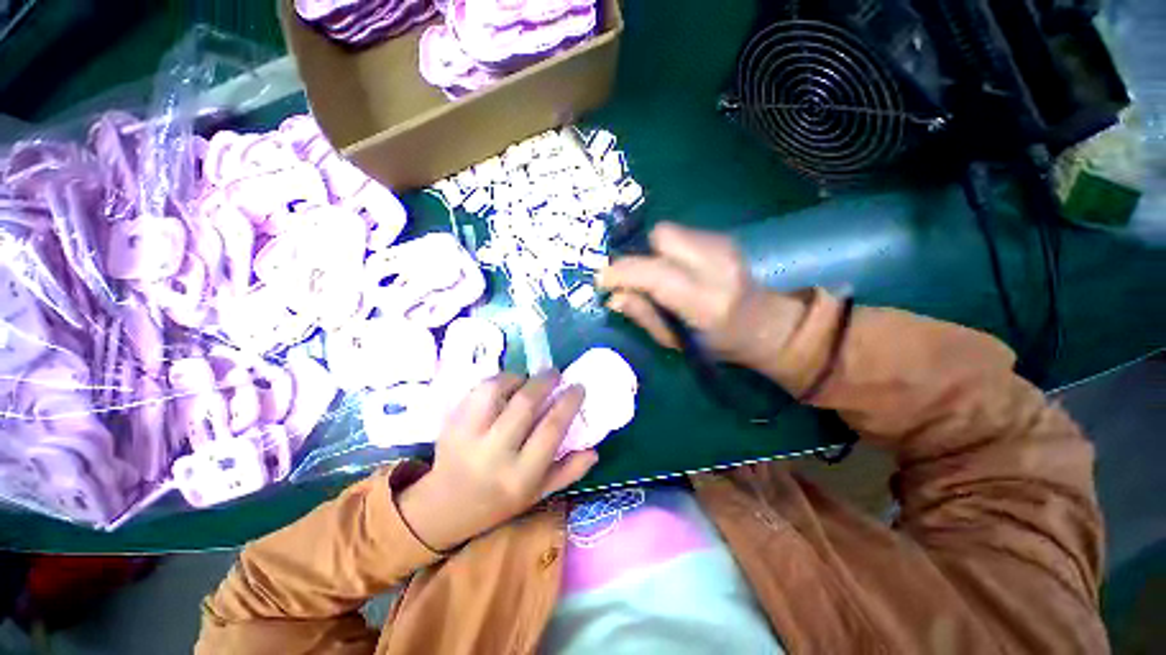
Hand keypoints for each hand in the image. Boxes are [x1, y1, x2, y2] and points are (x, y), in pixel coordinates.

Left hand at [397, 372, 595, 551]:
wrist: (446, 507)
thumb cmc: (499, 502)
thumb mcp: (539, 494)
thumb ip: (569, 472)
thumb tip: (594, 450)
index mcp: (521, 475)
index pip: (551, 428)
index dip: (568, 402)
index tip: (577, 387)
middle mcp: (494, 454)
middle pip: (524, 403)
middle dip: (545, 381)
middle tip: (555, 373)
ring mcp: (468, 437)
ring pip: (496, 390)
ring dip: (517, 378)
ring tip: (526, 380)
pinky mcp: (451, 424)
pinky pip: (477, 391)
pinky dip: (496, 382)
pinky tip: (505, 387)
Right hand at [597, 222, 806, 372]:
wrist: (769, 324)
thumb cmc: (720, 344)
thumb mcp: (676, 342)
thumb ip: (644, 316)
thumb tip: (613, 296)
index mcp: (705, 300)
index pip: (654, 273)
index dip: (620, 272)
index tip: (602, 280)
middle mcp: (717, 264)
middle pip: (660, 236)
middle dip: (640, 254)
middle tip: (635, 278)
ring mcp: (723, 245)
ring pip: (668, 231)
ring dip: (653, 252)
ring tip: (657, 277)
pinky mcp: (723, 237)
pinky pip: (680, 234)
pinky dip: (667, 249)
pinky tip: (675, 269)